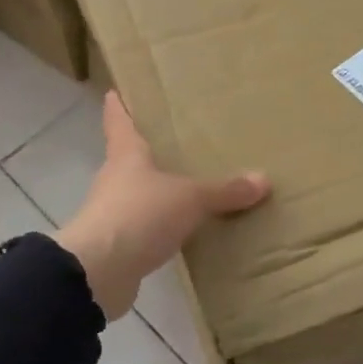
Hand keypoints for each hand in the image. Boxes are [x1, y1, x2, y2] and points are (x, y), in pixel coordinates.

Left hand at [54, 91, 270, 319]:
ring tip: (188, 185)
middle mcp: (115, 179)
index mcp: (126, 155)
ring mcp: (113, 213)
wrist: (98, 273)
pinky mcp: (118, 246)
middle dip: (149, 150)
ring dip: (157, 191)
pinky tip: (183, 230)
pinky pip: (145, 228)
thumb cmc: (139, 215)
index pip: (119, 121)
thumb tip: (263, 180)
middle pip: (129, 157)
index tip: (117, 90)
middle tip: (176, 140)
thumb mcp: (189, 199)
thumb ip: (224, 191)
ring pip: (139, 193)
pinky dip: (161, 227)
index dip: (119, 106)